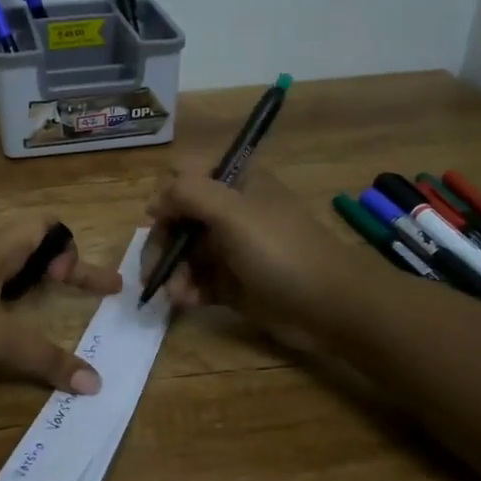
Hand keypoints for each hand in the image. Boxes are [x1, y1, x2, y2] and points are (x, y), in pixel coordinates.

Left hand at [0, 217, 121, 394]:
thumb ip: (47, 359)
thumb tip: (94, 383)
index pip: (45, 227)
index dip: (72, 250)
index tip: (83, 284)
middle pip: (26, 244)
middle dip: (56, 265)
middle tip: (76, 289)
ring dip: (27, 280)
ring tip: (40, 304)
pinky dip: (0, 296)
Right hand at [145, 161, 359, 335]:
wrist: (328, 306)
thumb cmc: (280, 250)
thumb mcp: (232, 211)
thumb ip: (188, 193)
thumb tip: (155, 203)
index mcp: (235, 183)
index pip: (185, 174)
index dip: (167, 195)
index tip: (159, 220)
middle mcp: (230, 211)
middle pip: (177, 217)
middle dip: (162, 244)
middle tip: (153, 271)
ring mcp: (231, 248)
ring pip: (183, 253)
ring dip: (172, 272)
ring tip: (176, 295)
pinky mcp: (232, 282)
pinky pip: (197, 281)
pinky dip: (187, 291)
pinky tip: (187, 304)